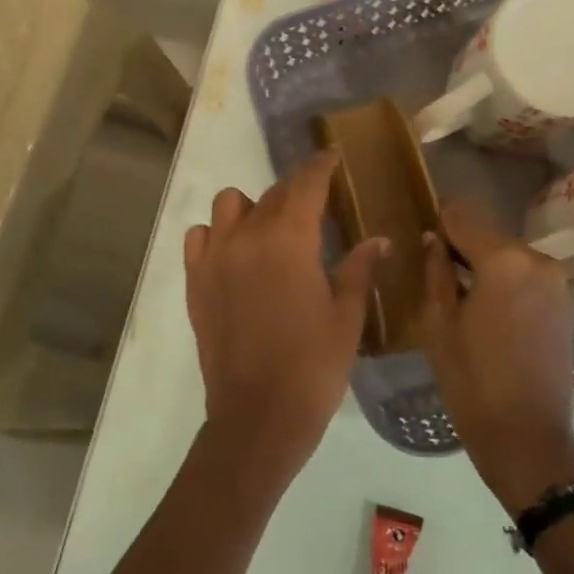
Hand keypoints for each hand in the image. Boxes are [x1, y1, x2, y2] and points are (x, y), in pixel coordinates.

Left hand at [184, 152, 386, 476]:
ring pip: (228, 206)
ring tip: (269, 234)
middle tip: (315, 209)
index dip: (321, 167)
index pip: (306, 184)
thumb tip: (378, 240)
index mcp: (290, 240)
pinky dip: (216, 234)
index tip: (332, 158)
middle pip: (271, 194)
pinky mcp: (194, 281)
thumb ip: (359, 269)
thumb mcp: (346, 317)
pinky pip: (199, 237)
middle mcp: (247, 237)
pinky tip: (234, 256)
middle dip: (296, 193)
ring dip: (252, 209)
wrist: (257, 416)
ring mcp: (214, 257)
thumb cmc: (313, 367)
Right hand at [419, 200, 573, 512]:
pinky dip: (504, 280)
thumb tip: (433, 240)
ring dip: (484, 263)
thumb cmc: (472, 380)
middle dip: (461, 243)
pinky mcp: (566, 304)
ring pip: (509, 255)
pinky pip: (526, 276)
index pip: (464, 217)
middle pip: (490, 234)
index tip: (420, 228)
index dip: (438, 219)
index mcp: (505, 261)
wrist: (527, 437)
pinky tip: (484, 306)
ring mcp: (559, 283)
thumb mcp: (438, 323)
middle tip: (432, 263)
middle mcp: (539, 261)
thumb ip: (435, 271)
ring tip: (456, 288)